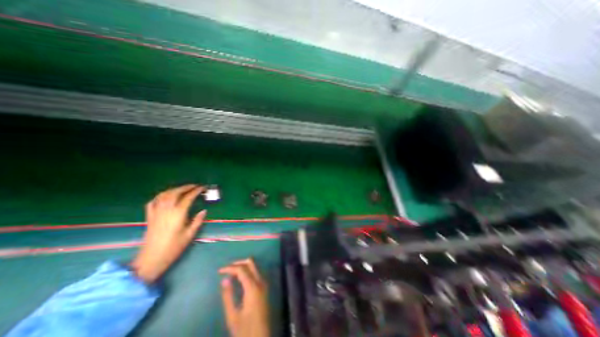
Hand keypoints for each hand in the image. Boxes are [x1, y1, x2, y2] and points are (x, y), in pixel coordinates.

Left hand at [130, 185, 205, 282]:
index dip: (196, 191)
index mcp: (178, 214)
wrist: (151, 259)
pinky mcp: (149, 217)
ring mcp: (156, 213)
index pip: (188, 197)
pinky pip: (153, 202)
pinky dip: (160, 196)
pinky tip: (165, 197)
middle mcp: (166, 210)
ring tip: (182, 189)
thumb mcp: (190, 234)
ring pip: (164, 195)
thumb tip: (204, 211)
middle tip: (194, 186)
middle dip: (186, 187)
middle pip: (175, 193)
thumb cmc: (173, 247)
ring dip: (174, 189)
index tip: (203, 188)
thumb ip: (197, 221)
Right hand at [220, 258, 269, 336]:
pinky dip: (247, 272)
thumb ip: (228, 296)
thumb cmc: (245, 330)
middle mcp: (260, 281)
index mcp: (253, 287)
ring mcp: (264, 284)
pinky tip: (238, 279)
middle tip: (226, 270)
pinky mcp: (264, 287)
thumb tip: (224, 280)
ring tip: (230, 274)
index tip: (219, 271)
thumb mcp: (233, 316)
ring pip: (254, 267)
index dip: (230, 268)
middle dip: (238, 263)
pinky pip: (255, 273)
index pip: (242, 269)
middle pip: (250, 263)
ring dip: (242, 267)